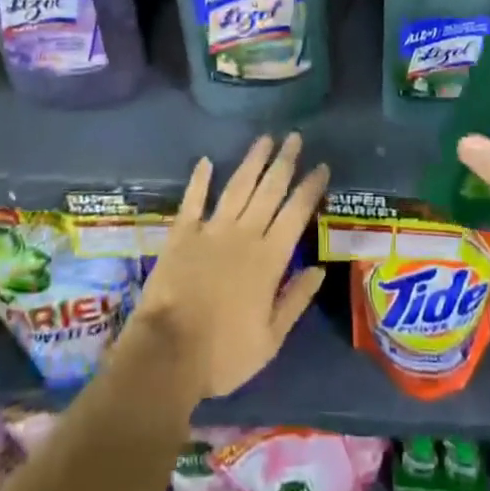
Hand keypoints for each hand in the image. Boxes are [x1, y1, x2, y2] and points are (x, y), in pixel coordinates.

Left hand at [129, 133, 329, 402]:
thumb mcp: (270, 340)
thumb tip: (319, 270)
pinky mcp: (182, 234)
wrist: (168, 354)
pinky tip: (206, 160)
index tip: (321, 166)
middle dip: (284, 162)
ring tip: (265, 138)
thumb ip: (295, 300)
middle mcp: (244, 234)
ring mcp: (212, 230)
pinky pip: (193, 200)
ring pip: (237, 186)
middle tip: (294, 136)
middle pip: (269, 190)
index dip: (310, 188)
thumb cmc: (223, 354)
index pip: (296, 214)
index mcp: (269, 259)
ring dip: (252, 161)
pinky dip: (200, 179)